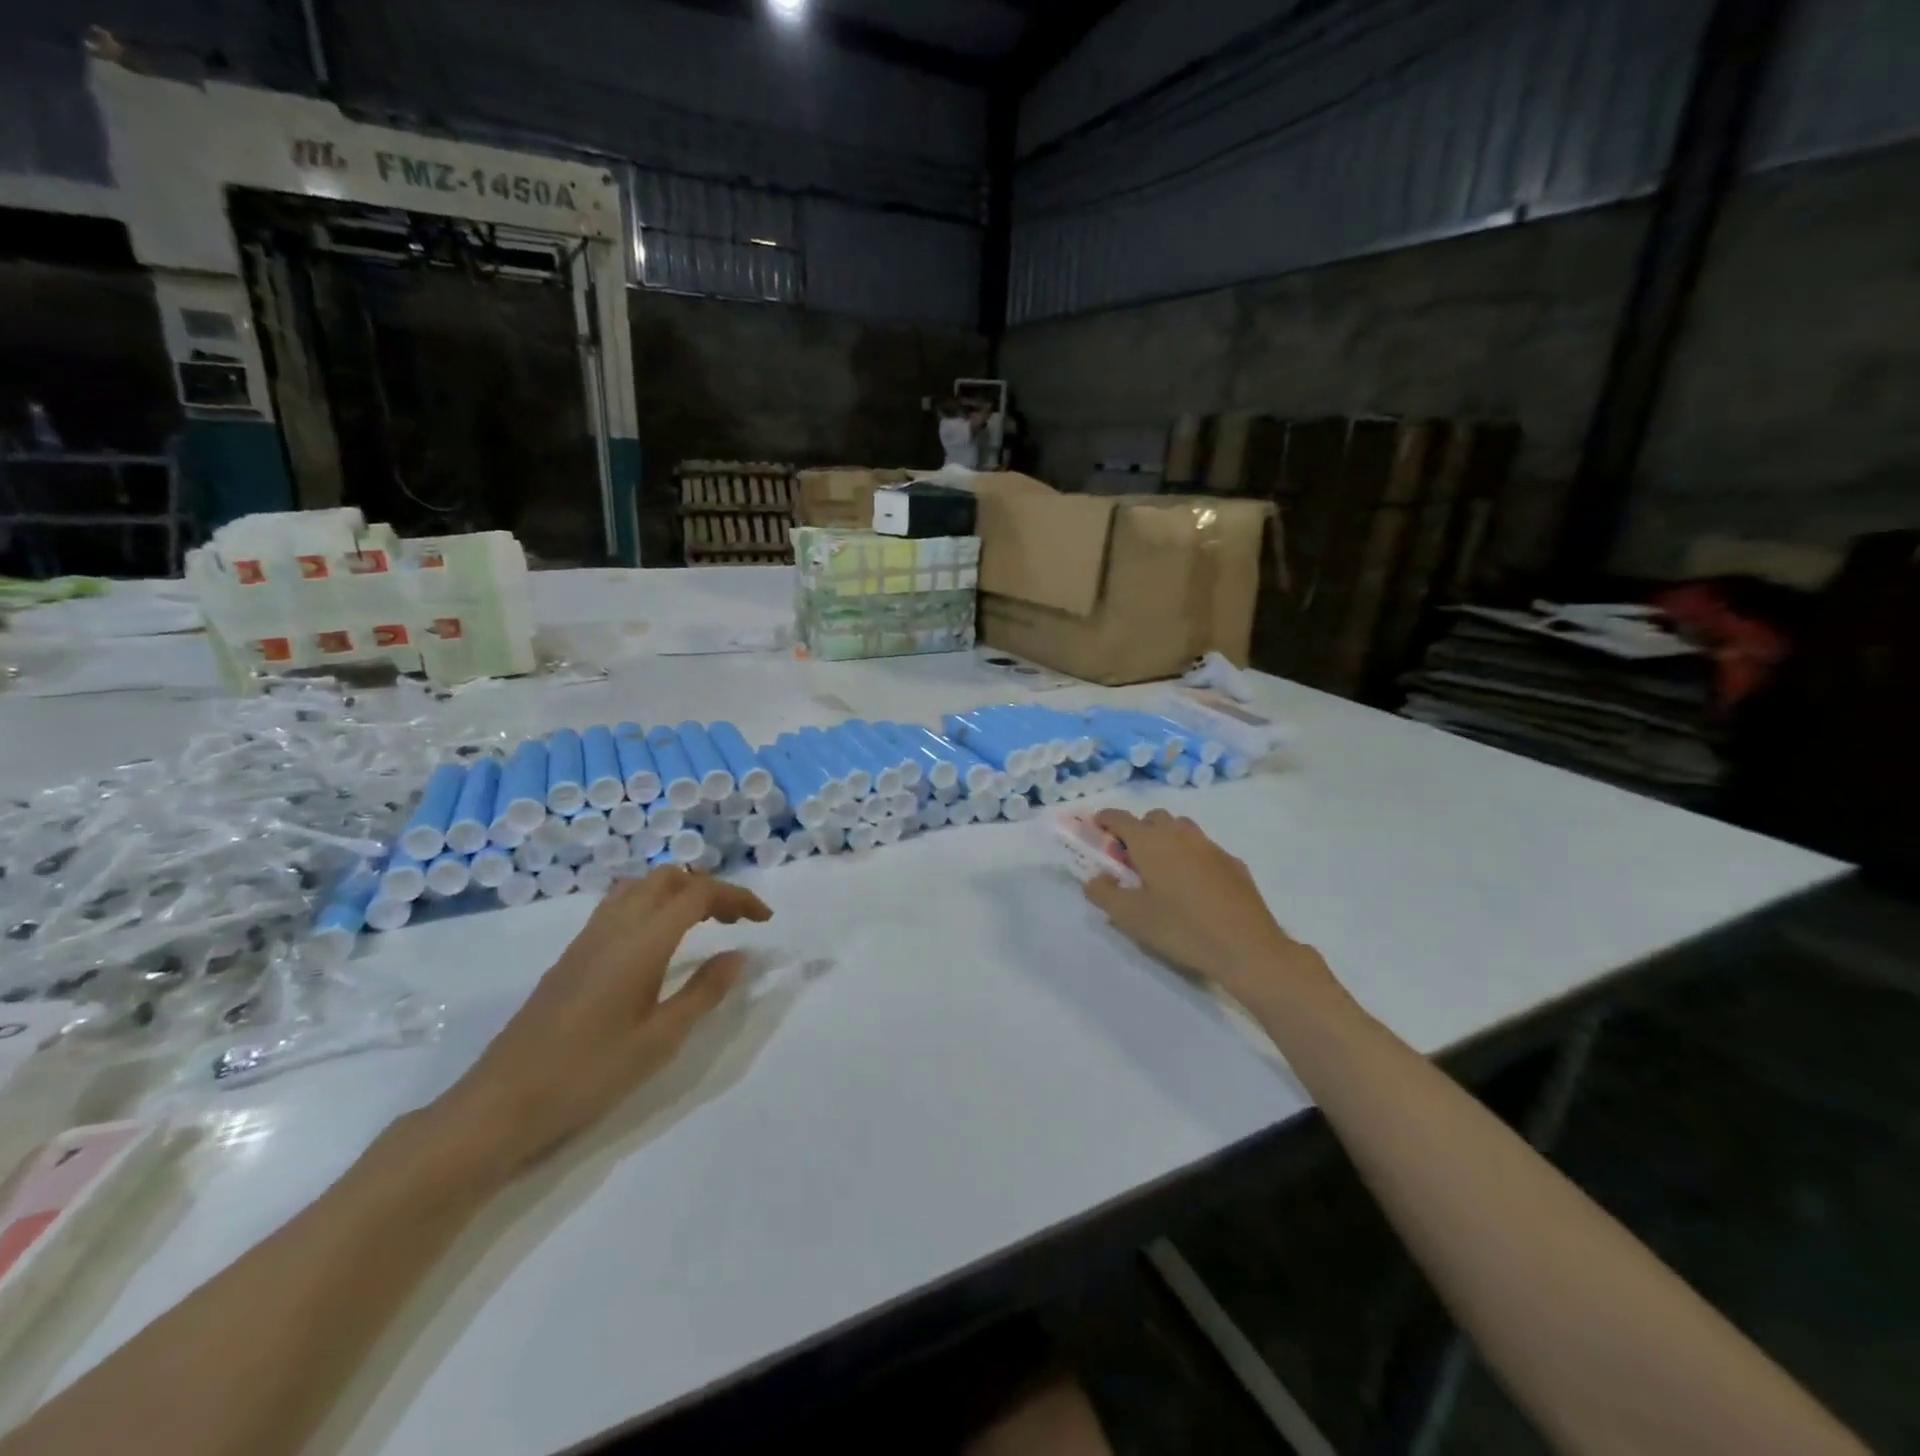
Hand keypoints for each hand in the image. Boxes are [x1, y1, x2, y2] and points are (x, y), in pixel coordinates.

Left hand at [428, 869, 771, 1178]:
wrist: (502, 1103)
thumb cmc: (589, 1073)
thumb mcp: (660, 1039)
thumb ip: (704, 992)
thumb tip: (738, 955)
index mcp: (642, 941)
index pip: (698, 894)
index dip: (736, 897)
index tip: (764, 919)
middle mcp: (615, 926)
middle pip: (668, 879)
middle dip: (709, 888)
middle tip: (735, 920)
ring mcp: (588, 938)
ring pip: (641, 887)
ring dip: (678, 892)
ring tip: (703, 923)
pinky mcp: (572, 955)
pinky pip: (620, 905)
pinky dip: (652, 904)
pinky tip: (659, 941)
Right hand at [1081, 809, 1337, 1004]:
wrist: (1246, 947)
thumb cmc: (1181, 928)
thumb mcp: (1131, 917)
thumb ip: (1104, 893)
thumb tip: (1094, 878)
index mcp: (1151, 842)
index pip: (1120, 818)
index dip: (1103, 820)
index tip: (1095, 830)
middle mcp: (1180, 835)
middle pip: (1153, 818)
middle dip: (1137, 830)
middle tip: (1129, 858)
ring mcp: (1210, 846)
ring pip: (1181, 829)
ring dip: (1166, 839)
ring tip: (1161, 870)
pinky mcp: (1233, 863)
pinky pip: (1203, 849)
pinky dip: (1190, 856)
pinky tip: (1192, 885)